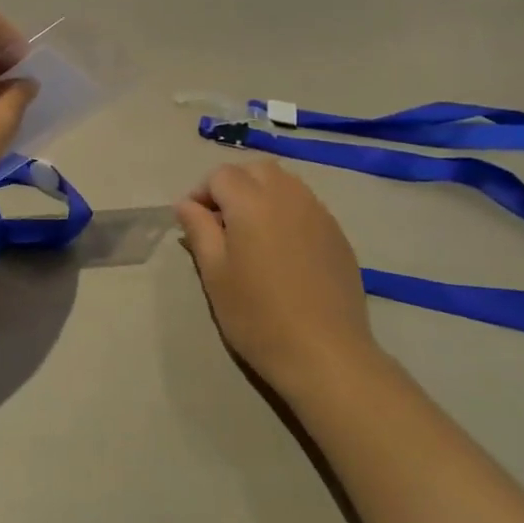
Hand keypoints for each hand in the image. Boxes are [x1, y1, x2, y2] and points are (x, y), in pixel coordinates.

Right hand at [176, 162, 380, 394]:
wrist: (324, 353)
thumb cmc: (257, 315)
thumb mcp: (215, 274)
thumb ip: (199, 230)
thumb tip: (186, 204)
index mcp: (251, 202)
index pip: (220, 175)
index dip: (202, 193)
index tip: (195, 223)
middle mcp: (287, 195)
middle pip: (255, 170)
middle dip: (234, 185)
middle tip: (222, 222)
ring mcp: (318, 212)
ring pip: (284, 182)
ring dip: (261, 194)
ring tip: (252, 233)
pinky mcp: (337, 234)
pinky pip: (305, 205)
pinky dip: (286, 211)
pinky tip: (283, 249)